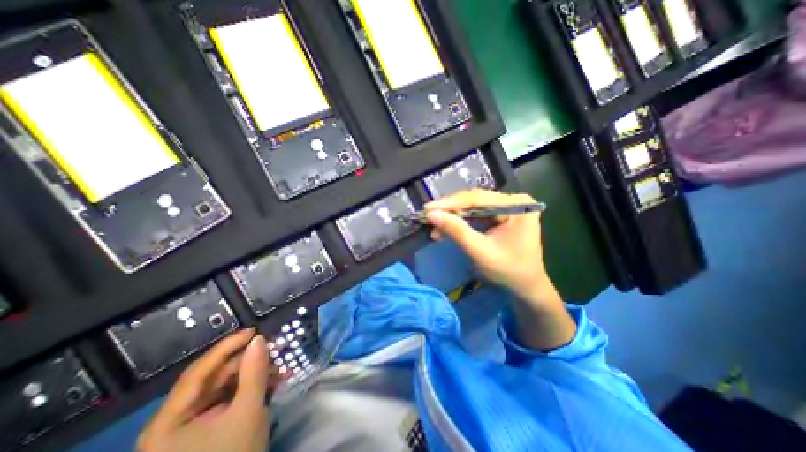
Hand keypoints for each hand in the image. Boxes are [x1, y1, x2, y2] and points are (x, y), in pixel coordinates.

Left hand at [137, 328, 274, 451]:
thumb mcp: (248, 410)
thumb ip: (254, 372)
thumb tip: (260, 340)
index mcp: (169, 420)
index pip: (198, 371)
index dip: (227, 347)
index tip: (253, 331)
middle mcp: (174, 419)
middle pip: (214, 377)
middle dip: (247, 363)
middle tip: (274, 350)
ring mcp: (190, 424)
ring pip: (225, 386)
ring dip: (253, 375)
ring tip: (279, 370)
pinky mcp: (206, 427)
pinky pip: (229, 397)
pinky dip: (251, 388)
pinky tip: (272, 383)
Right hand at [424, 189, 575, 348]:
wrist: (526, 286)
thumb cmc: (508, 271)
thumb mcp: (480, 252)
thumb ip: (457, 231)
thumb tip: (432, 214)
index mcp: (517, 205)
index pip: (477, 199)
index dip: (450, 203)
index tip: (427, 209)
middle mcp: (513, 200)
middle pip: (474, 201)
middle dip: (450, 211)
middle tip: (428, 218)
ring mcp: (506, 207)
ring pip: (471, 207)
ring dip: (452, 218)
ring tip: (435, 228)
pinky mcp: (499, 215)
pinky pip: (475, 215)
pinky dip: (459, 222)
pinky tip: (446, 229)